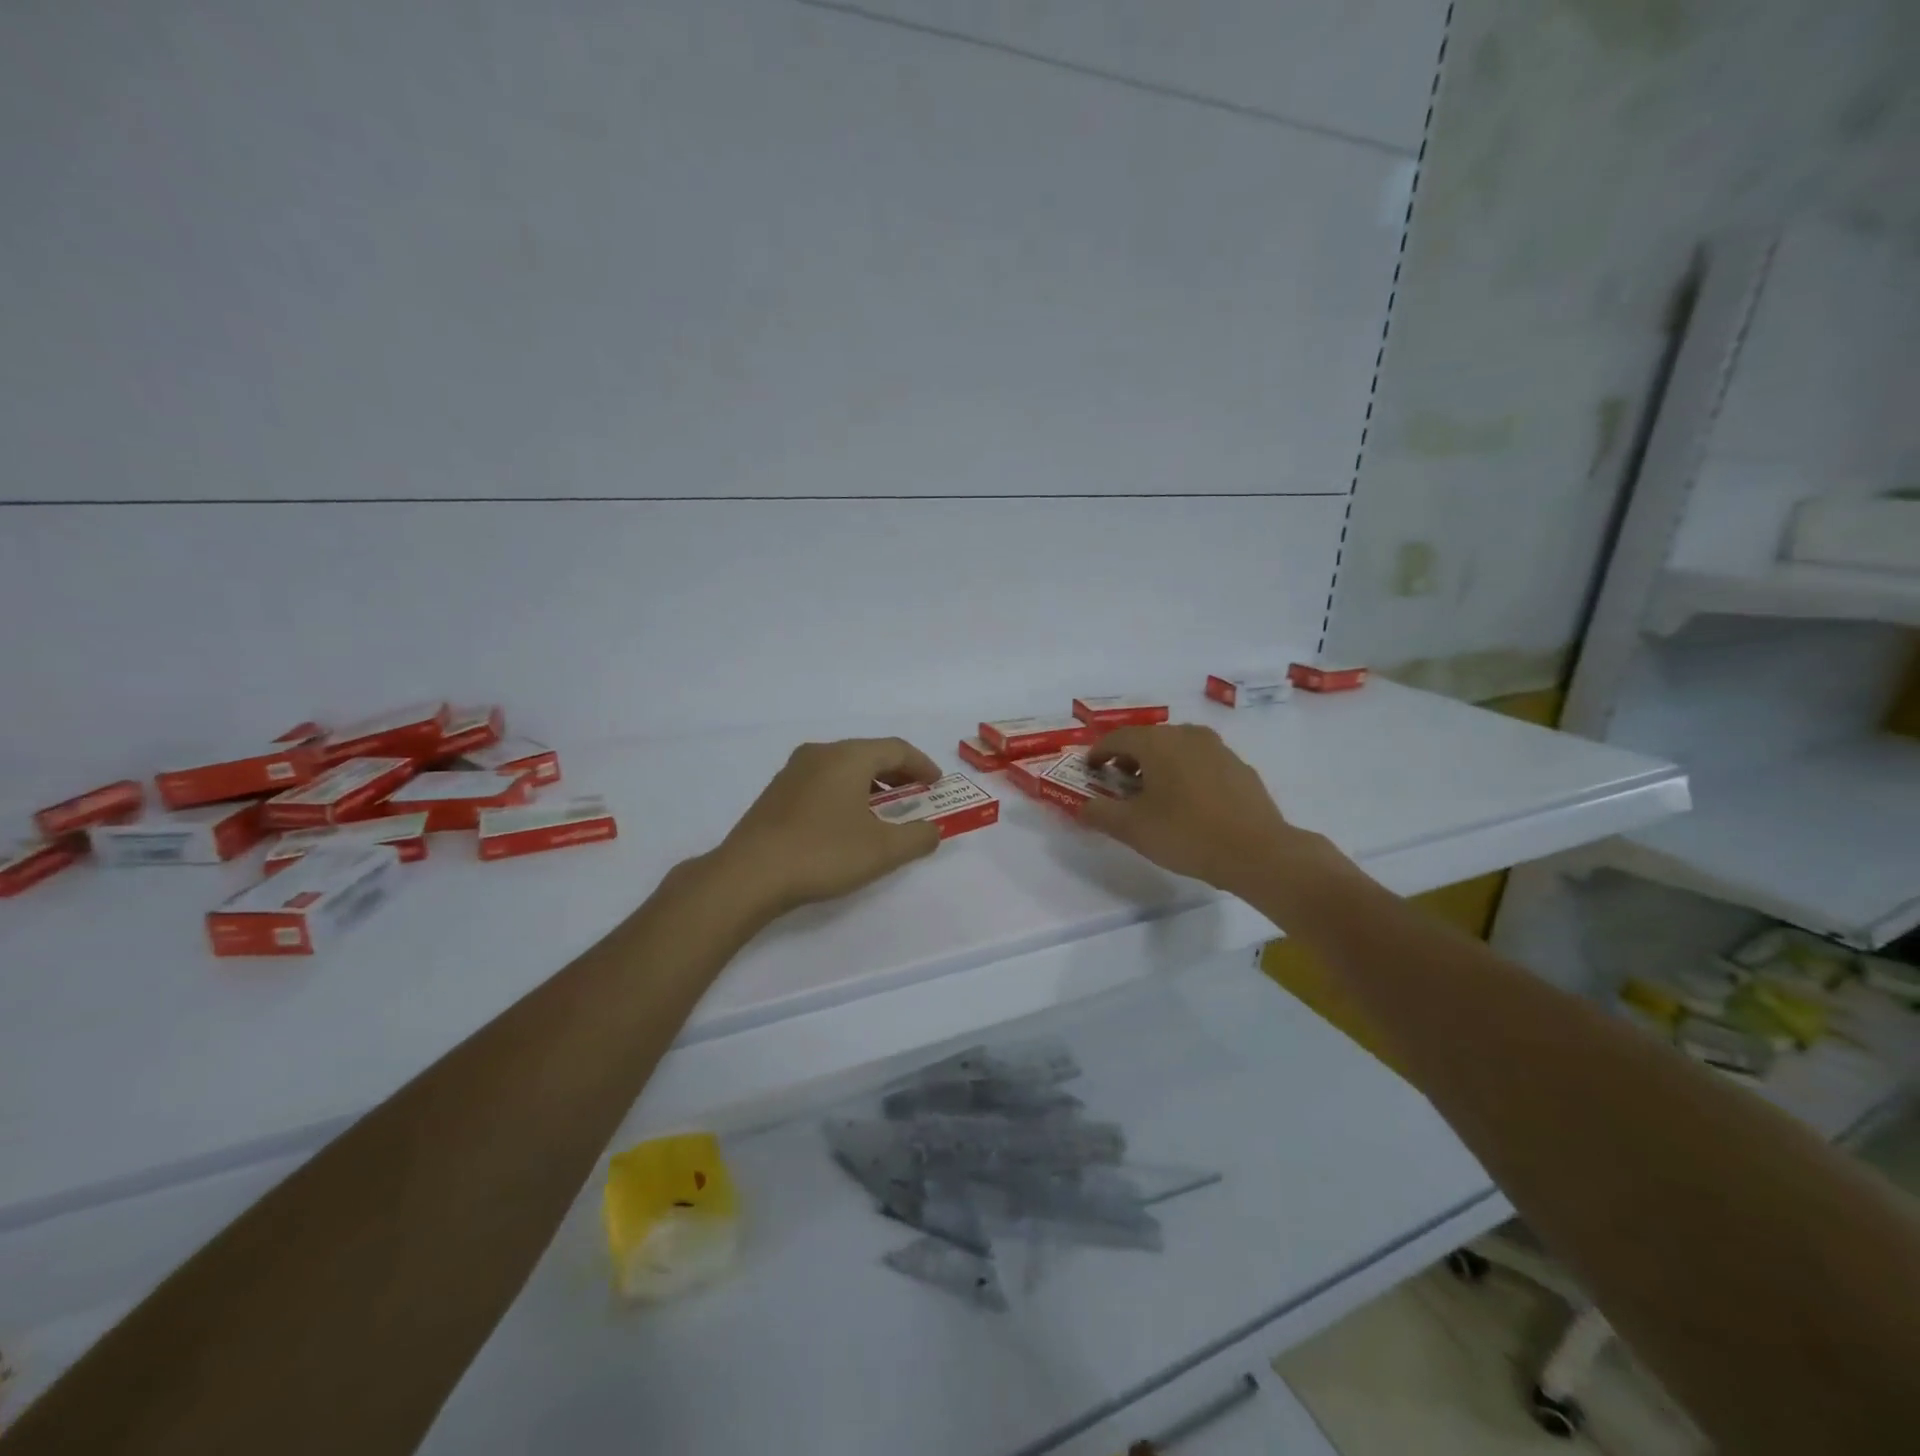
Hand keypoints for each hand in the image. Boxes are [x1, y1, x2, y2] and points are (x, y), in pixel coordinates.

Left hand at [713, 738, 944, 917]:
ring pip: (843, 767)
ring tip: (883, 813)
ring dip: (870, 785)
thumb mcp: (883, 850)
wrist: (749, 874)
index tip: (937, 785)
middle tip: (915, 797)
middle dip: (897, 774)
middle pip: (869, 754)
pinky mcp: (776, 793)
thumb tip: (932, 830)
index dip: (922, 765)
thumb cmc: (823, 853)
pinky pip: (822, 782)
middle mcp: (820, 753)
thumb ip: (917, 837)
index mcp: (848, 756)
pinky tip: (846, 823)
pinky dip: (845, 793)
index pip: (896, 749)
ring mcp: (793, 771)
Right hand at [1083, 725, 1326, 897]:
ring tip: (1152, 793)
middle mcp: (1188, 735)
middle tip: (1118, 782)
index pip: (1118, 738)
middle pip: (1148, 739)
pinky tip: (1187, 802)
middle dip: (1128, 758)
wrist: (1257, 852)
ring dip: (1158, 764)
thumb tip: (1082, 806)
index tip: (1089, 770)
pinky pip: (1201, 762)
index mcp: (1158, 743)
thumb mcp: (1132, 828)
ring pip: (1177, 748)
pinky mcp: (1240, 768)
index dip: (1098, 753)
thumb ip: (1100, 813)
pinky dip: (1185, 773)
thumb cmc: (1186, 834)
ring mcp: (1218, 749)